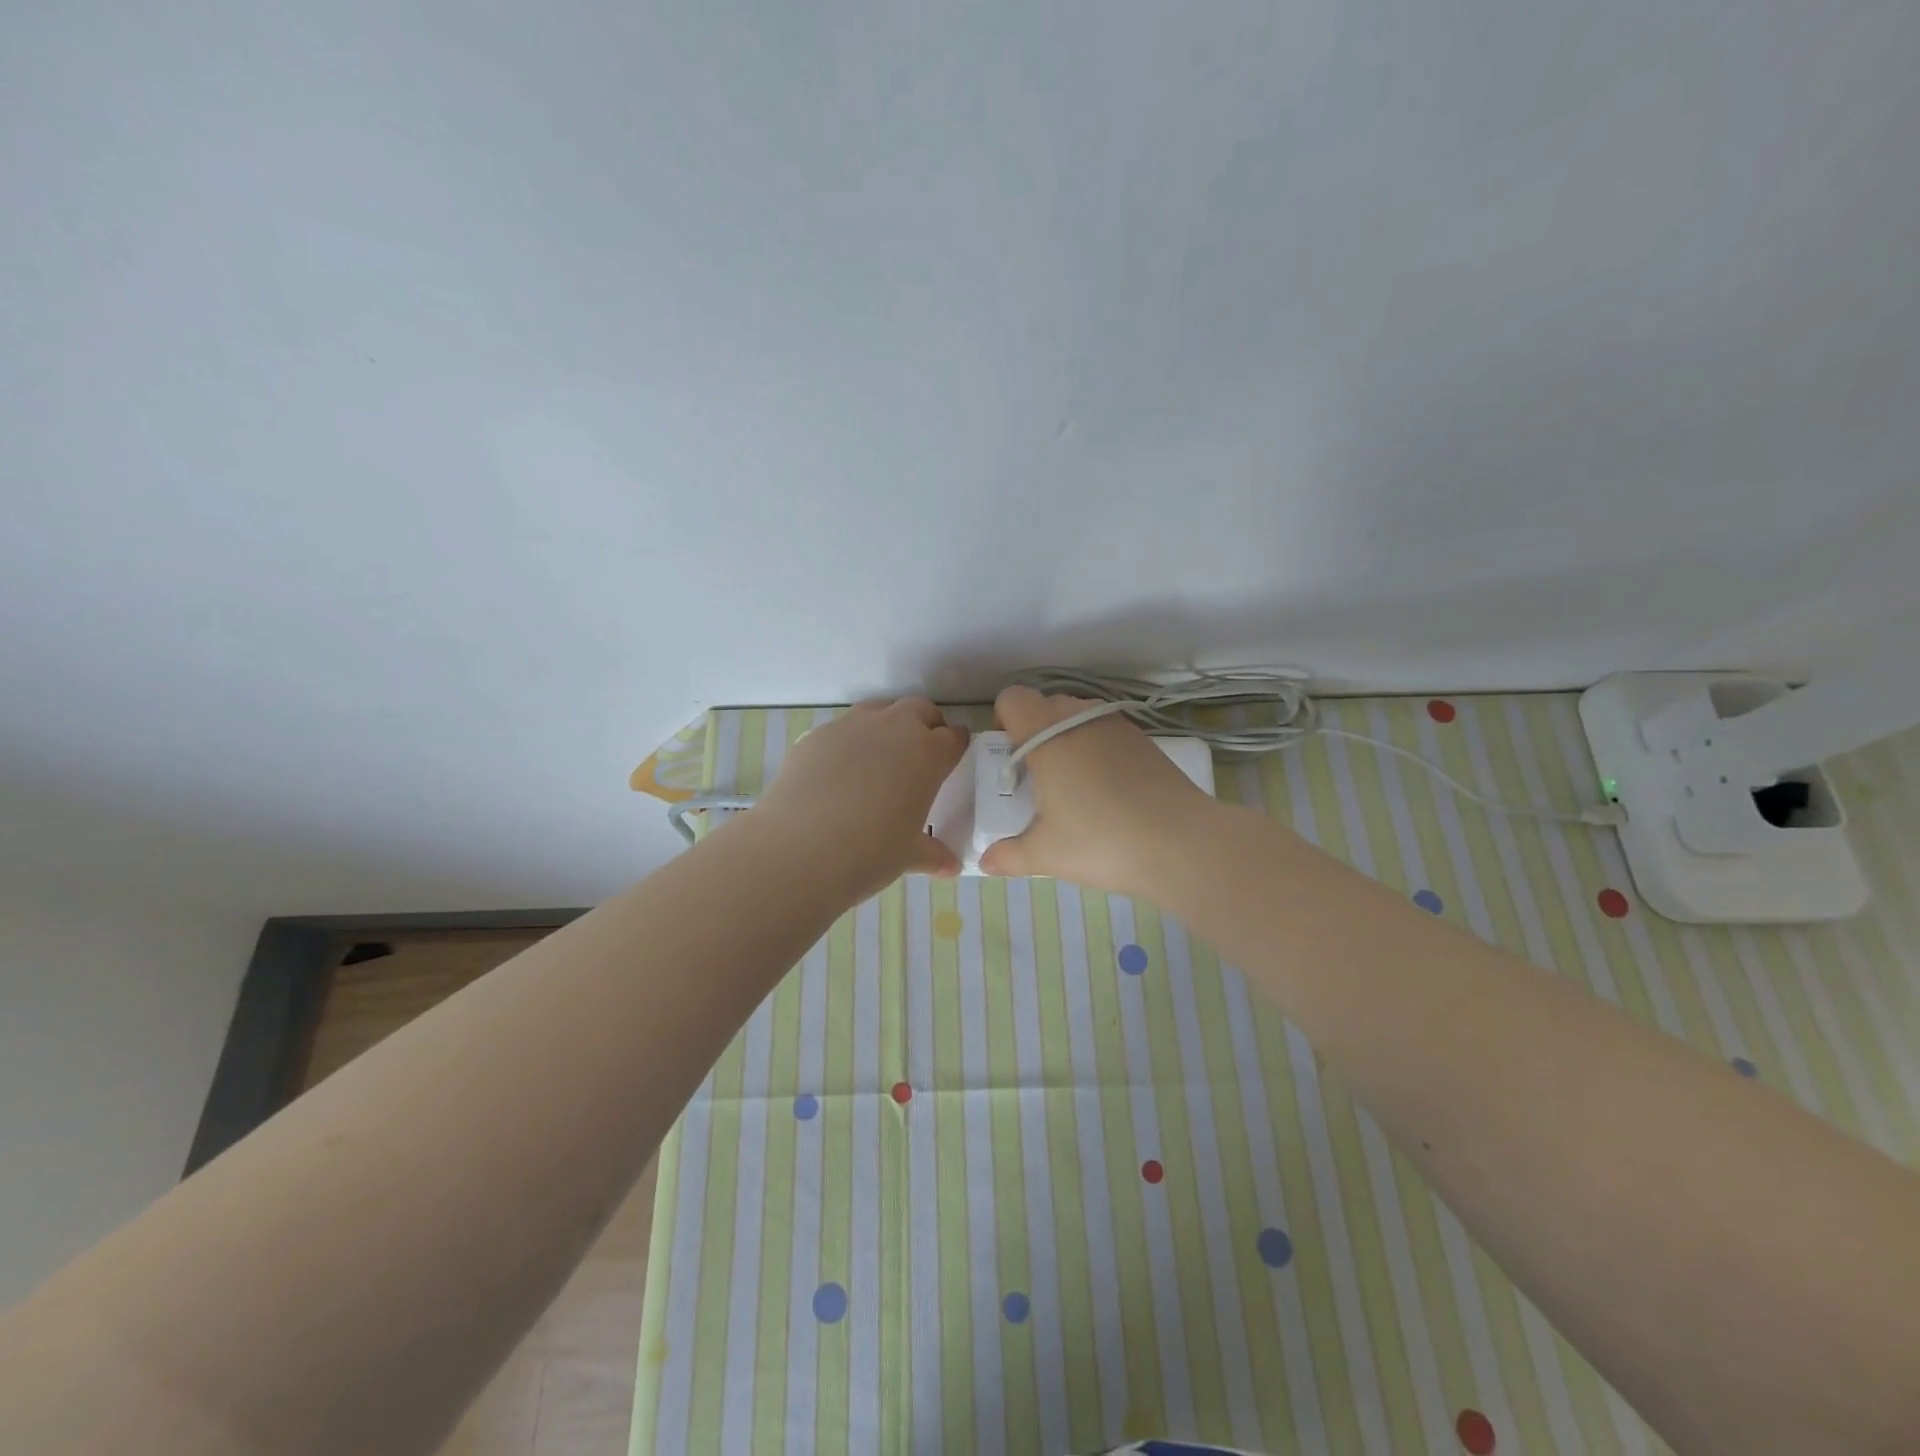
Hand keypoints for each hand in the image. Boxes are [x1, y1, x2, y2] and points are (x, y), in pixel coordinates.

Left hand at [752, 697, 969, 899]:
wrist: (800, 847)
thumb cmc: (870, 852)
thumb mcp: (908, 856)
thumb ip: (932, 854)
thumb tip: (951, 866)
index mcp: (928, 754)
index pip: (954, 737)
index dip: (956, 746)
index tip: (953, 757)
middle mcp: (894, 729)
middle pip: (919, 710)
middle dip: (925, 725)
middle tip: (921, 753)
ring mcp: (851, 726)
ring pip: (879, 709)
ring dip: (887, 724)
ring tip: (880, 757)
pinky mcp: (817, 735)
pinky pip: (842, 729)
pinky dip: (849, 742)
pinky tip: (839, 772)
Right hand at [979, 685, 1221, 895]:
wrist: (1183, 843)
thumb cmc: (1102, 841)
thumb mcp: (1046, 855)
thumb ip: (1009, 856)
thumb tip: (986, 862)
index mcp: (1048, 736)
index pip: (1013, 699)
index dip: (1003, 721)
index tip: (1009, 758)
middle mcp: (1080, 719)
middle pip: (1045, 705)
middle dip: (1034, 733)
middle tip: (1037, 777)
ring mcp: (1117, 726)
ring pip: (1078, 716)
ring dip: (1067, 738)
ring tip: (1073, 784)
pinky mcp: (1145, 740)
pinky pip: (1107, 731)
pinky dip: (1097, 749)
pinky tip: (1107, 791)